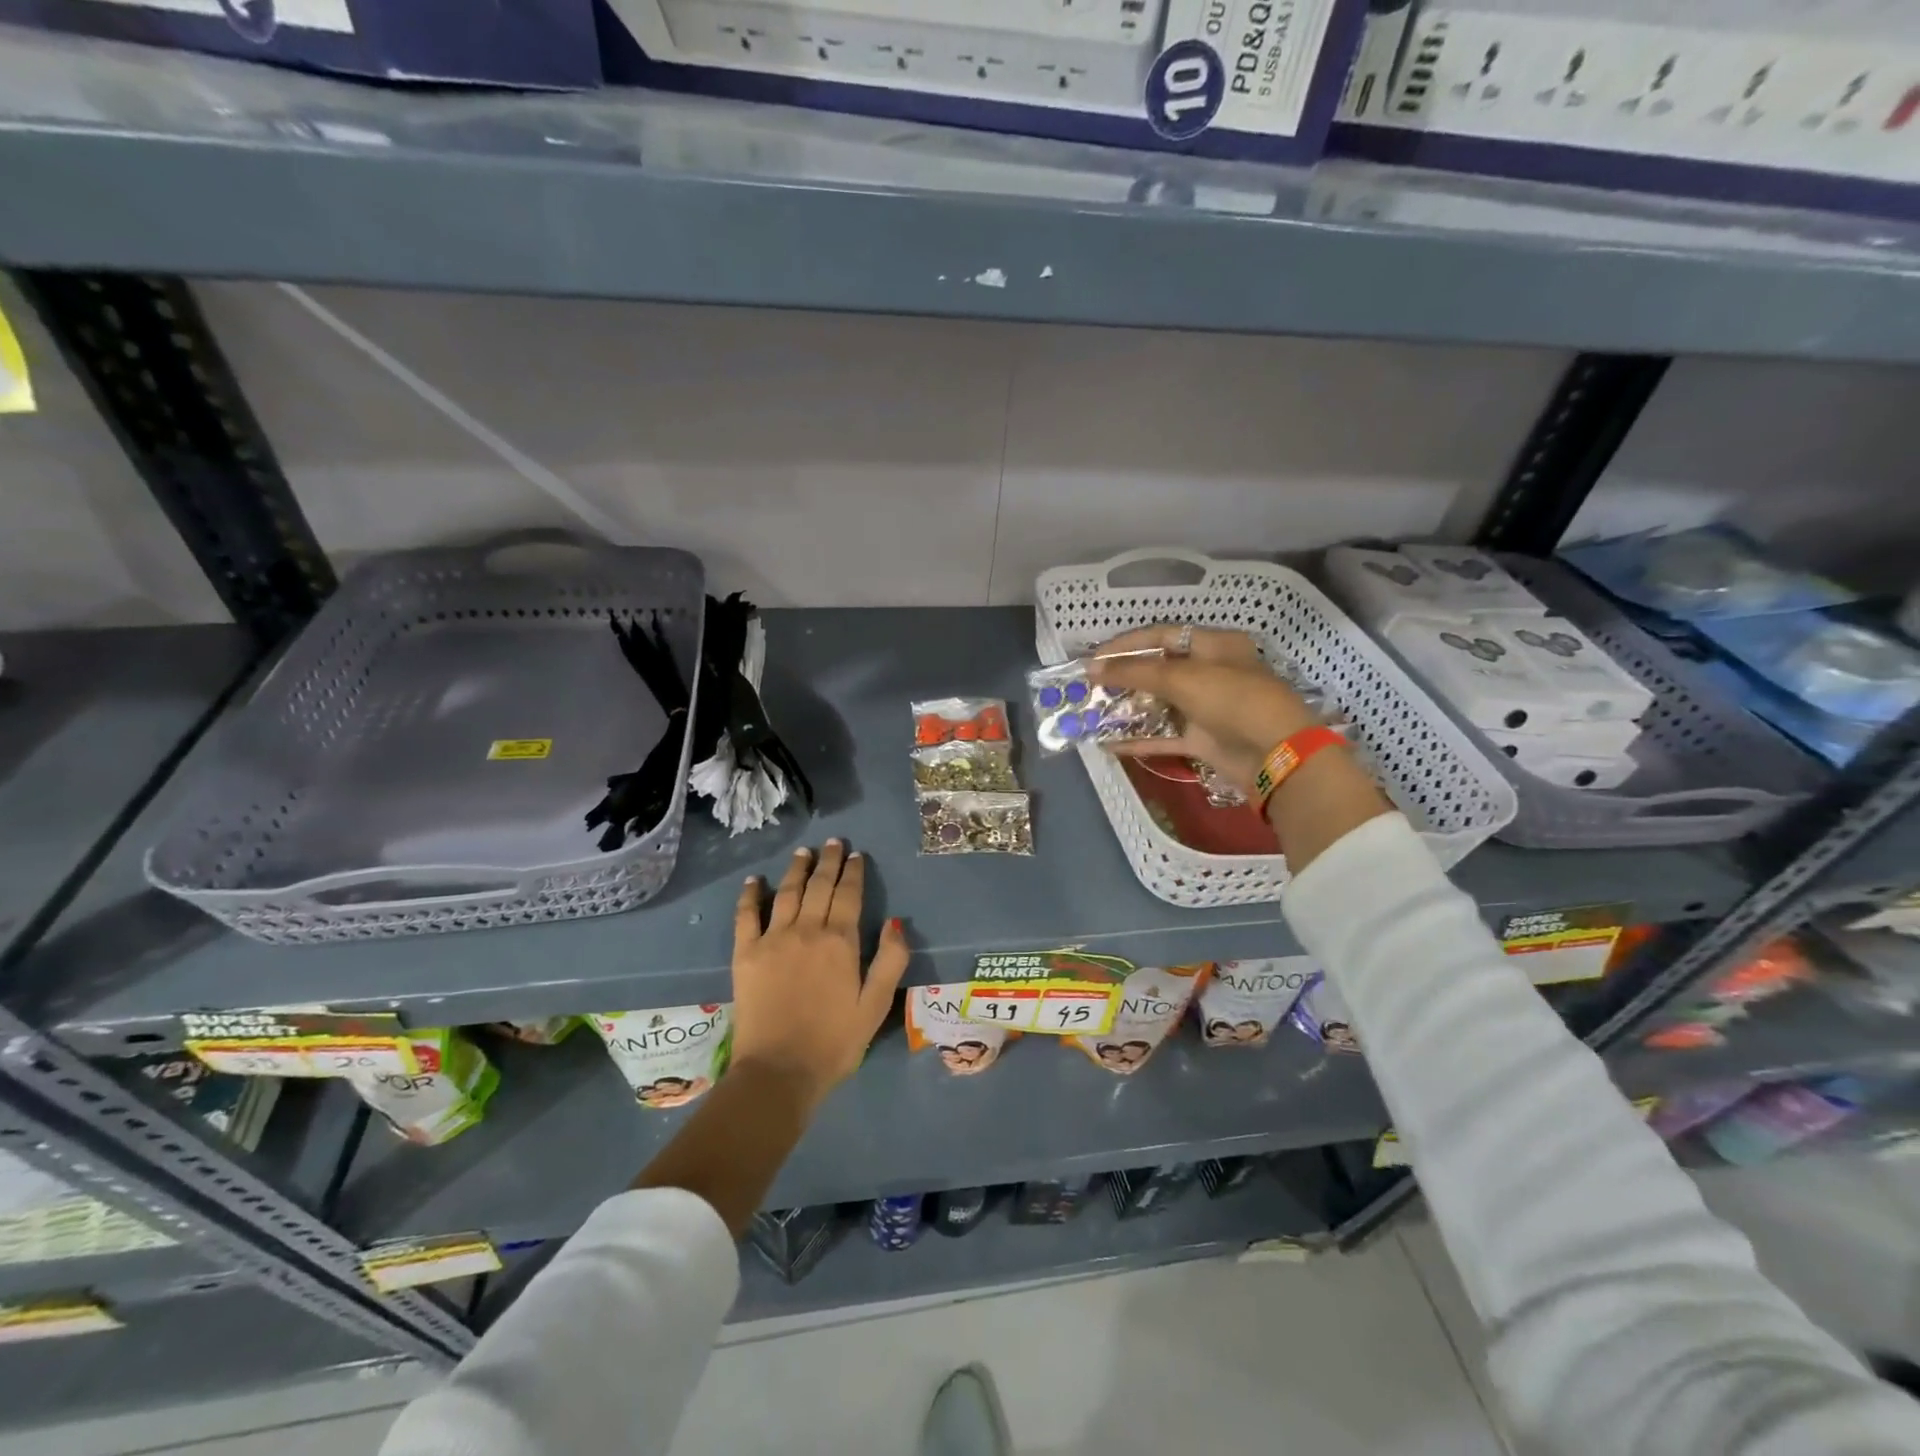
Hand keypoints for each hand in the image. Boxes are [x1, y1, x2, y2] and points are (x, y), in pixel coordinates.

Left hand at [731, 840, 908, 1112]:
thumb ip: (890, 961)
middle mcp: (807, 930)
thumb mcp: (876, 1005)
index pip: (849, 895)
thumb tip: (896, 922)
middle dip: (828, 861)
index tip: (857, 855)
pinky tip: (756, 880)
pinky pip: (746, 915)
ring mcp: (773, 939)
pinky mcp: (745, 954)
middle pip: (819, 886)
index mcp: (841, 941)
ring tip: (803, 851)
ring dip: (796, 869)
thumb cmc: (834, 1042)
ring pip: (787, 892)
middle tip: (833, 842)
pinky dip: (751, 894)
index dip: (854, 872)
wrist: (779, 1071)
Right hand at [1089, 625, 1322, 796]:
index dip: (1126, 644)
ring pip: (1160, 704)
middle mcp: (1210, 672)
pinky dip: (1139, 739)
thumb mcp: (1182, 678)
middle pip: (1159, 669)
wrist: (1275, 753)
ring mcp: (1206, 707)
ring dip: (1128, 709)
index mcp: (1213, 645)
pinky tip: (1109, 744)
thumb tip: (1093, 668)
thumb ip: (1135, 671)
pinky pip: (1164, 736)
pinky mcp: (1203, 739)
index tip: (1094, 657)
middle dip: (1124, 677)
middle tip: (1090, 686)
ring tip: (1094, 712)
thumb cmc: (1231, 699)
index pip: (1161, 635)